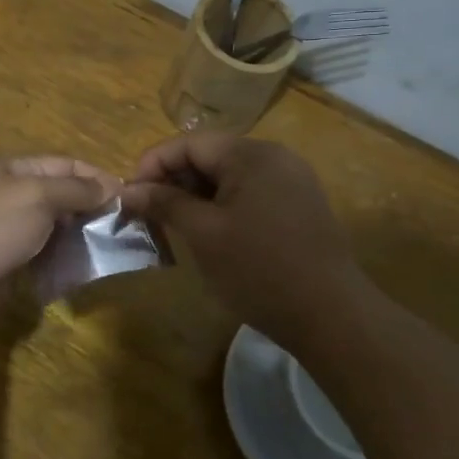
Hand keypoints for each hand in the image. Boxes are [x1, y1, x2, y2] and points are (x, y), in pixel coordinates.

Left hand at [0, 156, 118, 327]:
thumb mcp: (38, 195)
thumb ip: (75, 190)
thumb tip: (110, 187)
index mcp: (18, 171)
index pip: (67, 165)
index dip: (98, 177)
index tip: (130, 196)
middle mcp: (14, 197)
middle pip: (62, 198)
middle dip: (92, 210)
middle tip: (126, 229)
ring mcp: (9, 233)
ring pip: (55, 232)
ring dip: (80, 240)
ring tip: (111, 252)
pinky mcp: (7, 266)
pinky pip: (43, 260)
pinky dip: (63, 264)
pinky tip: (84, 271)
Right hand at [121, 135, 362, 349]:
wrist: (331, 315)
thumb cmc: (259, 269)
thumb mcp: (203, 234)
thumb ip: (164, 203)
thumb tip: (127, 190)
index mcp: (251, 154)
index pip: (189, 143)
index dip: (153, 164)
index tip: (129, 196)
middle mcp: (274, 157)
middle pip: (210, 156)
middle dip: (173, 181)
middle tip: (148, 215)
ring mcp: (292, 181)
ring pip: (229, 177)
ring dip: (196, 196)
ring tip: (173, 227)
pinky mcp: (299, 205)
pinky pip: (250, 193)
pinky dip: (222, 207)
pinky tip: (209, 234)